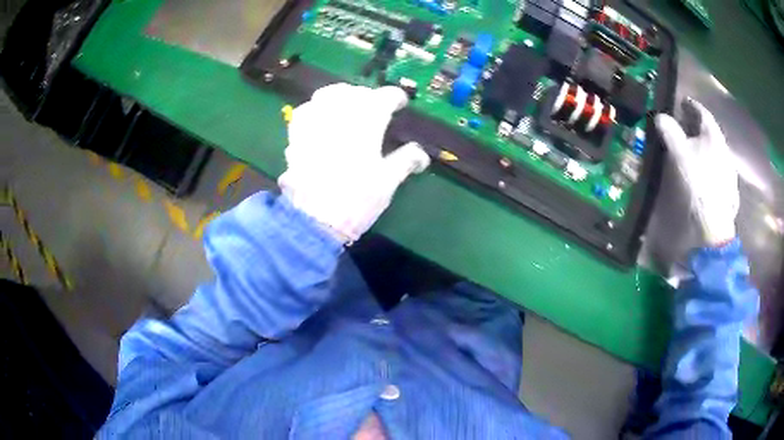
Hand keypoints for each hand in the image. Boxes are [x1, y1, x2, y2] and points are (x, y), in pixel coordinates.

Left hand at [279, 83, 430, 243]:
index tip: (400, 104)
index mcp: (367, 121)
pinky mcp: (296, 134)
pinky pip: (306, 110)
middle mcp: (340, 113)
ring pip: (328, 94)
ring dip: (341, 97)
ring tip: (347, 109)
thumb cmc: (357, 200)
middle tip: (375, 108)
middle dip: (369, 96)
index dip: (396, 98)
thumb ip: (406, 161)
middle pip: (356, 91)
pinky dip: (316, 109)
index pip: (385, 96)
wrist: (314, 220)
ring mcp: (315, 121)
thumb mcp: (388, 181)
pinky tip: (320, 120)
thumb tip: (421, 155)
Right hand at [655, 98, 738, 246]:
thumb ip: (670, 132)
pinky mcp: (729, 191)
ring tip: (694, 150)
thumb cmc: (697, 185)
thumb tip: (660, 116)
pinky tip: (704, 173)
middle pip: (710, 132)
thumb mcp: (679, 155)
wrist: (713, 228)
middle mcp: (725, 150)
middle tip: (686, 126)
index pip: (703, 113)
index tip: (682, 102)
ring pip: (716, 152)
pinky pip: (719, 169)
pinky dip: (710, 165)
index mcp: (714, 136)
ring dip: (705, 147)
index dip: (691, 105)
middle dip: (698, 127)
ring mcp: (729, 172)